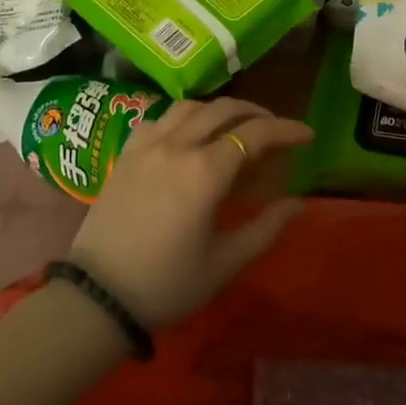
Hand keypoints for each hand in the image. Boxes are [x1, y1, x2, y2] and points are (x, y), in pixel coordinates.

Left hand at [66, 98, 312, 328]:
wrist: (98, 297)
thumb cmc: (167, 285)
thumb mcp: (225, 263)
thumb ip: (265, 228)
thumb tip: (298, 203)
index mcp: (205, 172)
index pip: (255, 134)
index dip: (286, 130)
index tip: (307, 135)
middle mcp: (177, 146)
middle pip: (224, 109)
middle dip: (256, 113)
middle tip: (275, 130)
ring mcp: (147, 146)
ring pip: (190, 107)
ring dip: (219, 109)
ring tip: (235, 126)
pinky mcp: (126, 154)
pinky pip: (160, 119)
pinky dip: (184, 118)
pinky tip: (189, 135)